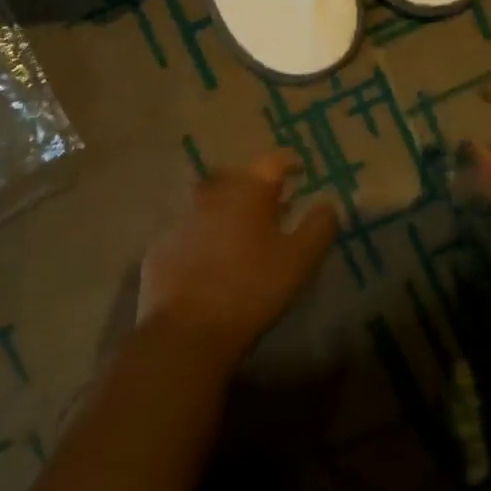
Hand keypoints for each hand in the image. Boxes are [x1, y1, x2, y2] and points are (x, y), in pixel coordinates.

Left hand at [137, 150, 340, 367]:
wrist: (188, 329)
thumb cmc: (253, 288)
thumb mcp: (300, 260)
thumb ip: (319, 227)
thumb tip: (329, 204)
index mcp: (247, 193)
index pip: (270, 162)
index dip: (288, 161)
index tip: (299, 167)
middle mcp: (212, 197)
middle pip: (234, 177)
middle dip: (253, 183)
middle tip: (270, 199)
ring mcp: (181, 221)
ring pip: (207, 202)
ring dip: (225, 207)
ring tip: (240, 228)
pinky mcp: (161, 247)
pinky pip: (187, 231)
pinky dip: (202, 235)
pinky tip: (210, 257)